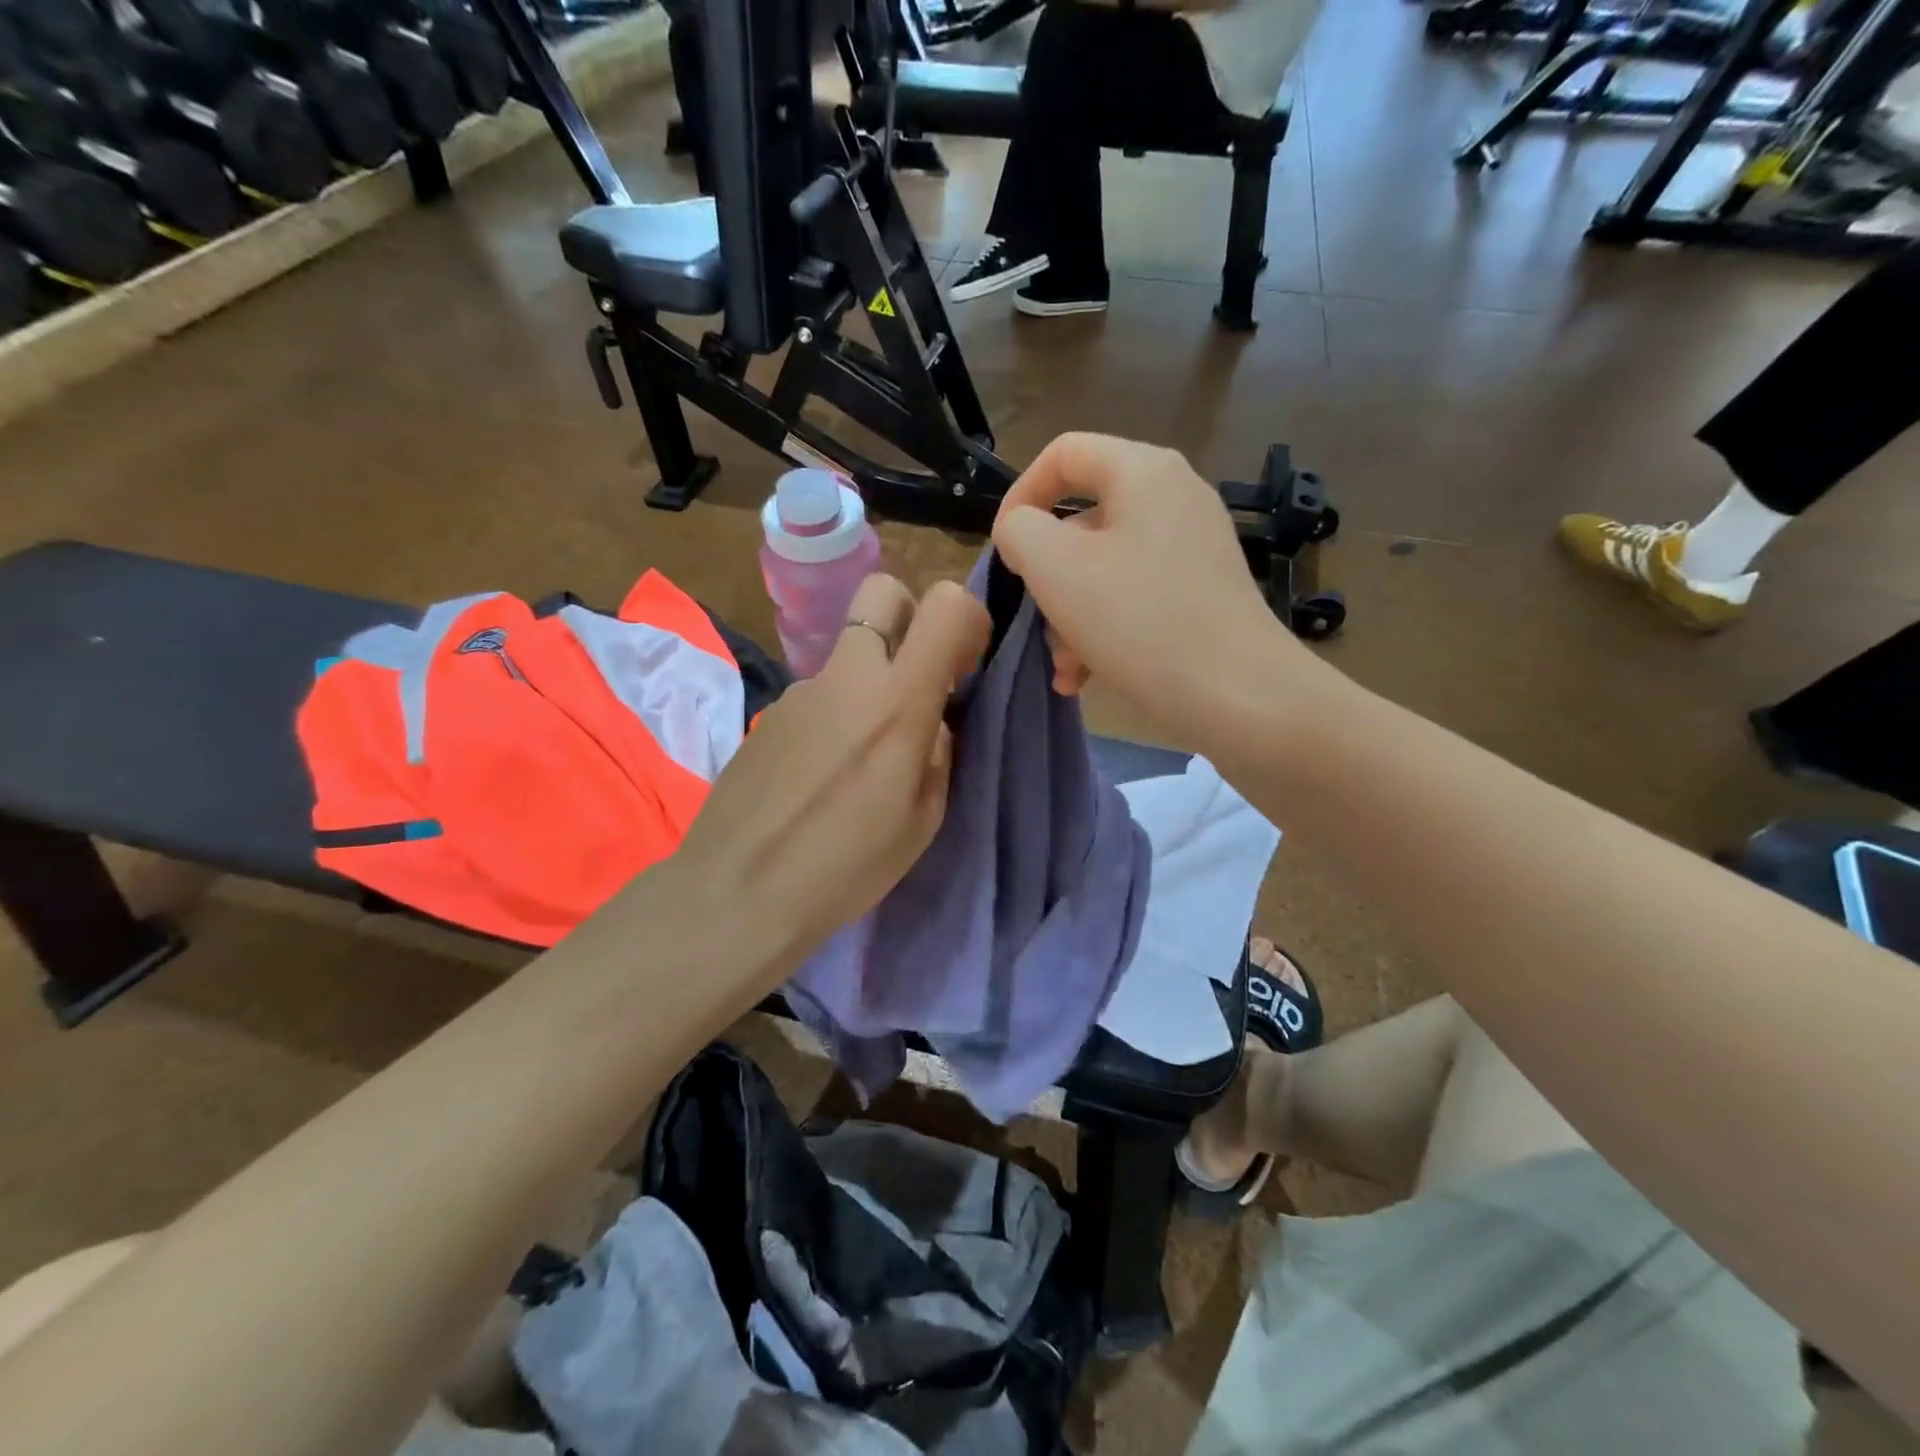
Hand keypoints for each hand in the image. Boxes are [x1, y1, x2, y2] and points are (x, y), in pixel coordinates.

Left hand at [670, 574, 989, 974]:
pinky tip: (819, 772)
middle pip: (883, 591)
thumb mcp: (922, 819)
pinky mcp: (769, 712)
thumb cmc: (845, 867)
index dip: (968, 619)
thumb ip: (937, 752)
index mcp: (897, 702)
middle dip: (910, 616)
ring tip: (859, 754)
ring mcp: (800, 690)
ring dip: (868, 680)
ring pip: (849, 654)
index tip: (966, 662)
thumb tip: (930, 723)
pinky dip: (833, 713)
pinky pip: (818, 693)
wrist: (738, 893)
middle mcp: (847, 677)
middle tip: (915, 677)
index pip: (946, 605)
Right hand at [992, 433, 1312, 744]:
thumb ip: (1020, 531)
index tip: (1003, 551)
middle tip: (1037, 623)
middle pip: (1084, 520)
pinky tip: (1087, 677)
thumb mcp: (1055, 568)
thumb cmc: (1139, 621)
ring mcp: (1194, 547)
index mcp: (1143, 471)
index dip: (1020, 494)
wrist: (1239, 694)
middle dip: (1048, 577)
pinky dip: (1106, 629)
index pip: (1063, 453)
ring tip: (1066, 669)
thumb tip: (1023, 530)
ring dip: (1072, 616)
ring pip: (1106, 567)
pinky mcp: (1204, 591)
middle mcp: (1175, 497)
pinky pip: (1137, 595)